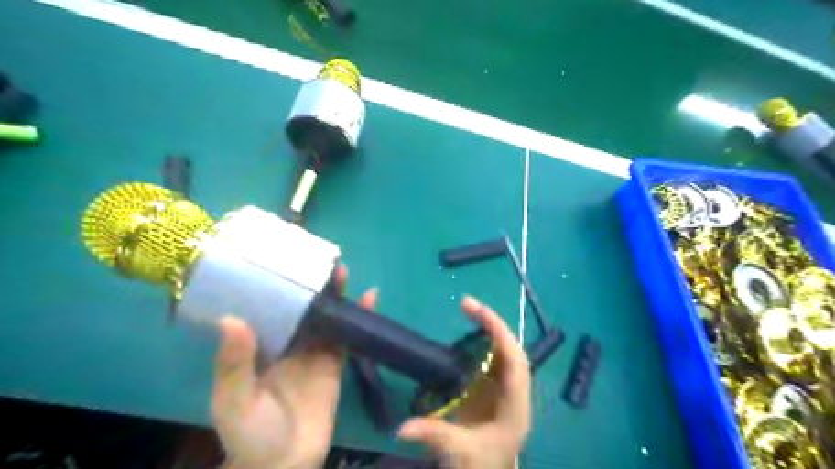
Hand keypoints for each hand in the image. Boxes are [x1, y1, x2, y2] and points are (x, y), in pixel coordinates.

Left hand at [212, 265, 379, 468]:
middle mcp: (288, 342)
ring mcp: (314, 351)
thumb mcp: (234, 402)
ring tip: (342, 272)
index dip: (276, 285)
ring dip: (336, 296)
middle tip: (319, 262)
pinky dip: (359, 318)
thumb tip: (230, 319)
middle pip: (301, 307)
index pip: (268, 307)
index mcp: (260, 345)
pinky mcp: (336, 362)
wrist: (286, 464)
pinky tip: (370, 299)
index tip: (283, 261)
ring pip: (326, 317)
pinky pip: (348, 336)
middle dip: (310, 285)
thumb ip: (233, 365)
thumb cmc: (251, 434)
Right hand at [395, 297, 527, 468]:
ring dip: (488, 331)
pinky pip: (491, 361)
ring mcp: (504, 391)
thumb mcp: (460, 453)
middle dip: (493, 325)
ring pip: (502, 353)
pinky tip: (467, 336)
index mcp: (515, 408)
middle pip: (511, 351)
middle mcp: (515, 394)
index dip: (501, 334)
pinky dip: (481, 345)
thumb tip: (400, 427)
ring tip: (468, 311)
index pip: (515, 362)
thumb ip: (434, 436)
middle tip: (467, 304)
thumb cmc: (481, 467)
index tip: (480, 312)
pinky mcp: (492, 392)